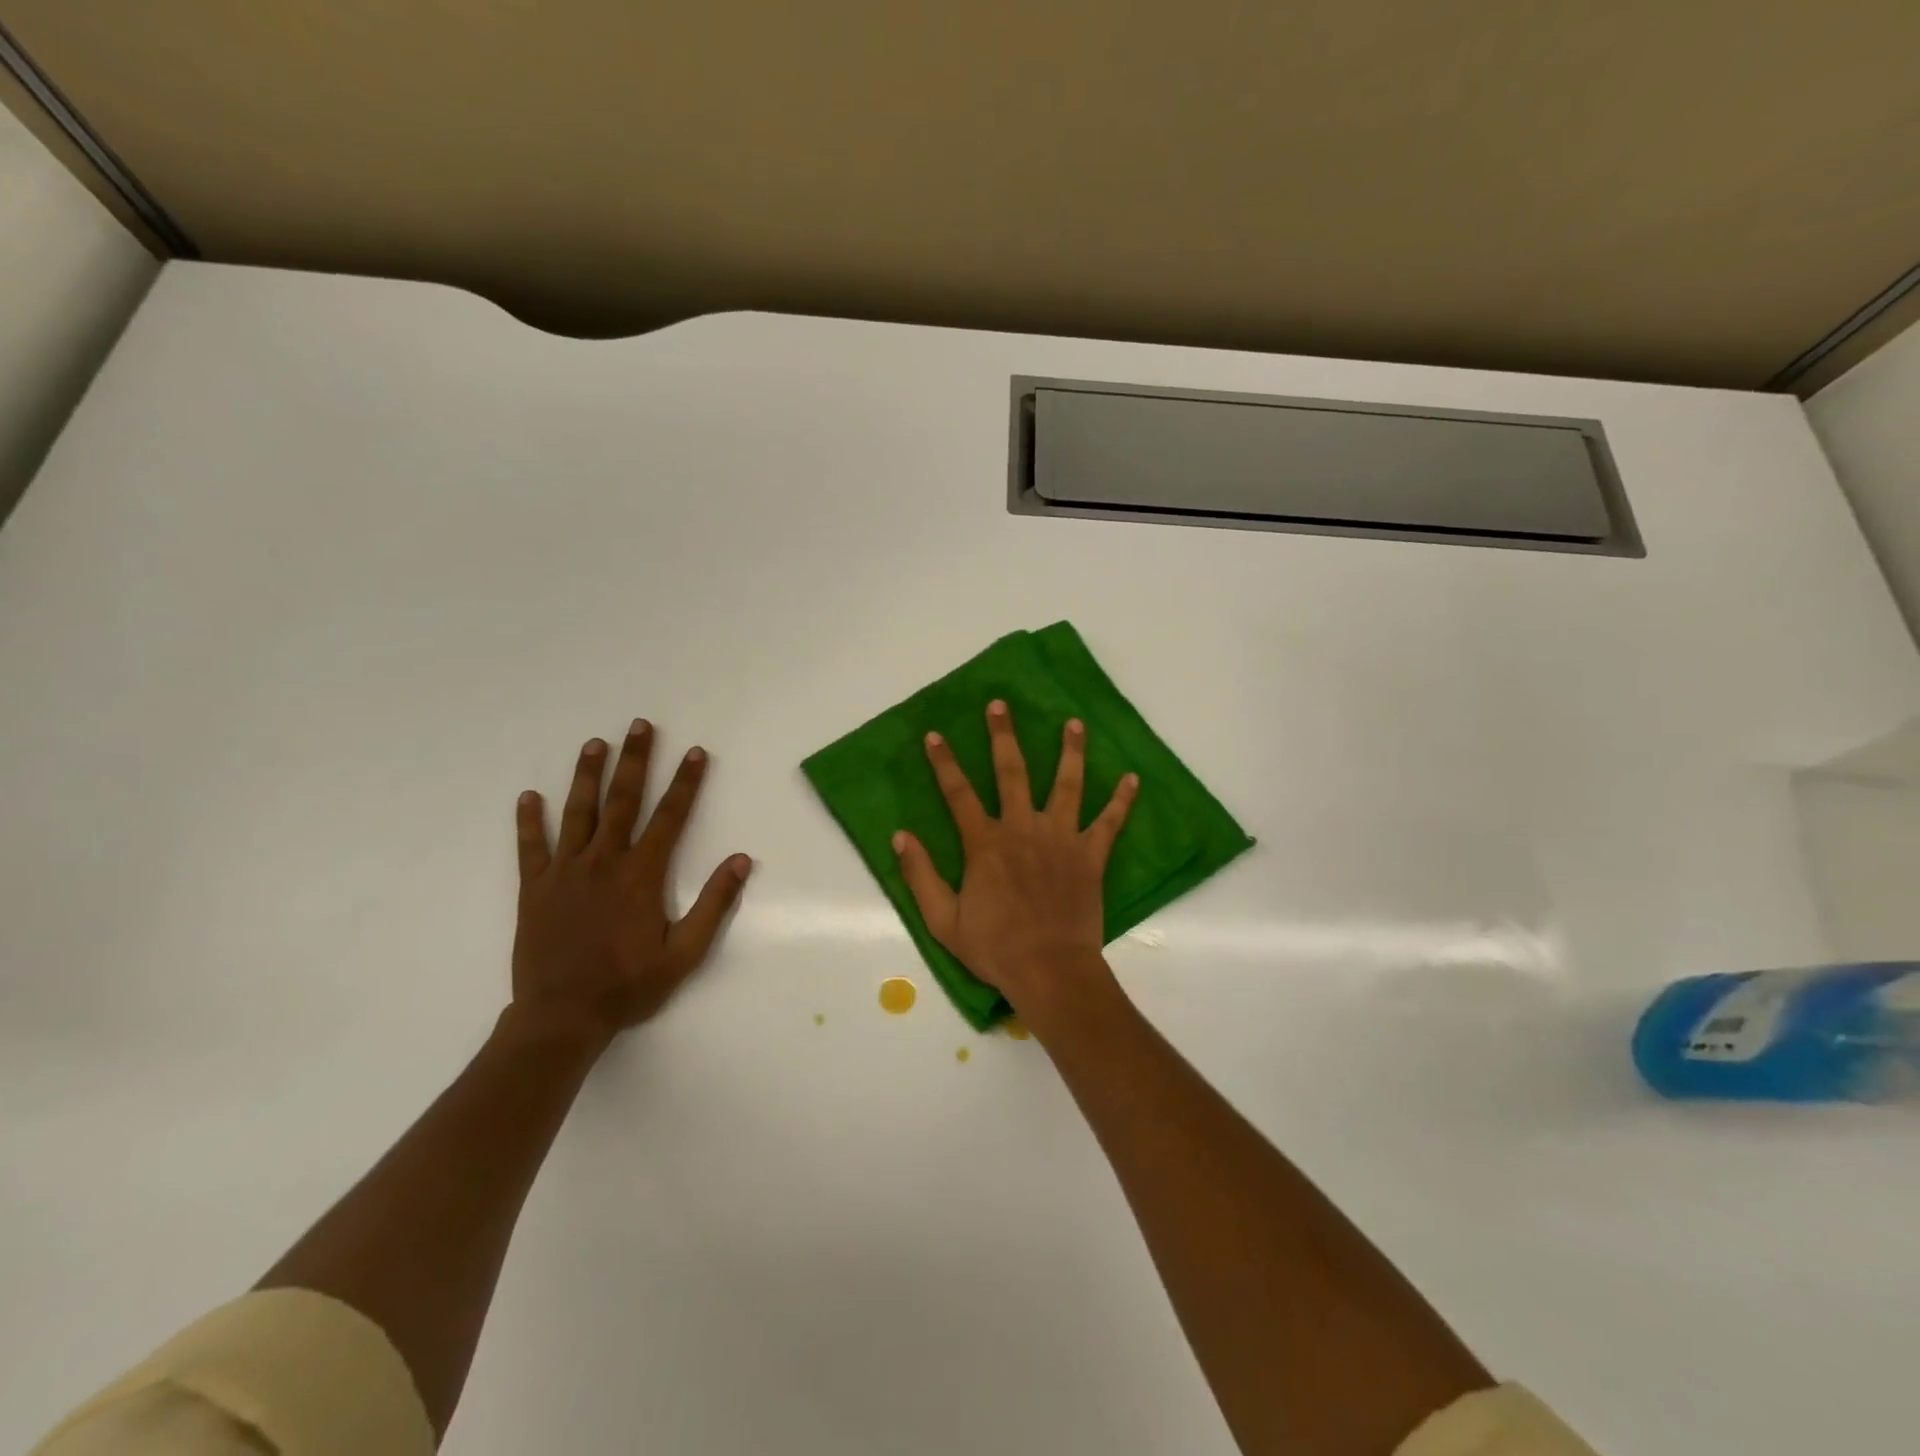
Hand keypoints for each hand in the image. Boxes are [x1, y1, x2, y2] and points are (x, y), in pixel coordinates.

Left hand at [510, 720, 751, 1045]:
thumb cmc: (629, 985)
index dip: (686, 783)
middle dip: (635, 760)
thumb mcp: (685, 952)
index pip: (670, 817)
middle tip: (640, 725)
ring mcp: (565, 872)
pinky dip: (528, 821)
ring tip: (594, 743)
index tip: (695, 752)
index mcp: (642, 875)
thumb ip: (714, 904)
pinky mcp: (534, 889)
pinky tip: (528, 797)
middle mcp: (604, 862)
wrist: (562, 1017)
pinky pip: (530, 847)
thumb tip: (740, 860)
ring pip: (577, 813)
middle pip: (623, 801)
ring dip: (587, 776)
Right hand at [892, 700, 1136, 1016]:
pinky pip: (1109, 822)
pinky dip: (1121, 800)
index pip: (958, 793)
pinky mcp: (1090, 856)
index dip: (944, 763)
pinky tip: (1132, 778)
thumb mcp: (943, 919)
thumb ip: (920, 875)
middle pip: (1012, 772)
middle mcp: (1023, 829)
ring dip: (1070, 751)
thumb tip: (900, 835)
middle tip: (1000, 705)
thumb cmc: (994, 947)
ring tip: (1074, 722)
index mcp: (986, 843)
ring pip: (1066, 784)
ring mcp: (1061, 839)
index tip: (935, 735)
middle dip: (1003, 736)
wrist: (1050, 970)